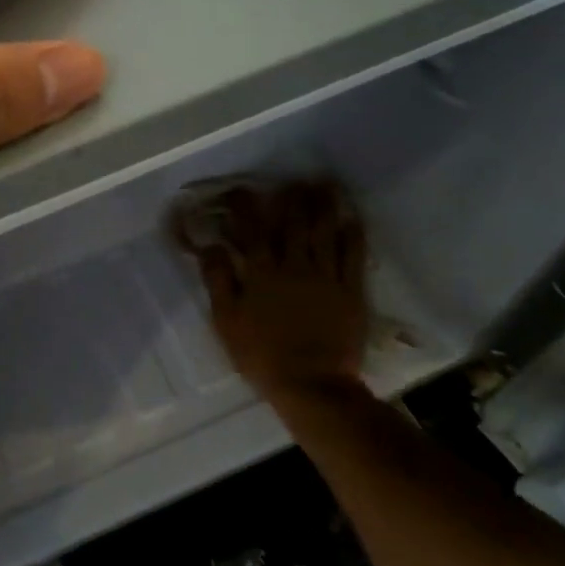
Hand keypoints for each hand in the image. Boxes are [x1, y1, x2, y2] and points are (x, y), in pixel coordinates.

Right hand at [184, 182, 368, 395]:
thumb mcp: (226, 321)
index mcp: (261, 272)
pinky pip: (352, 256)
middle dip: (292, 198)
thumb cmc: (262, 355)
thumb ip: (218, 280)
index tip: (240, 190)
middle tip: (294, 180)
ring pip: (324, 232)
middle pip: (292, 223)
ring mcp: (325, 277)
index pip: (251, 229)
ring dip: (324, 206)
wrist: (312, 385)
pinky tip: (353, 219)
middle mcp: (293, 265)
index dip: (245, 206)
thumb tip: (210, 246)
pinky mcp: (350, 292)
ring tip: (326, 185)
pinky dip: (353, 235)